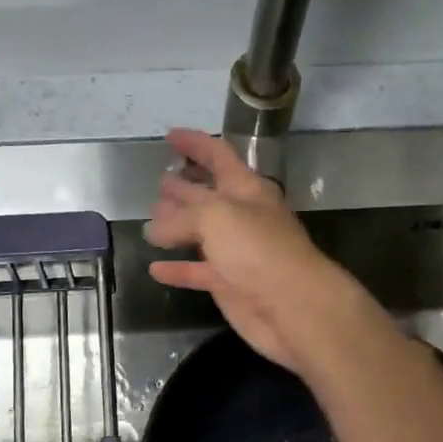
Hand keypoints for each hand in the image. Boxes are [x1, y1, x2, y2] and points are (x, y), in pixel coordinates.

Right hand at [145, 129, 375, 372]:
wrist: (292, 306)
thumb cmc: (258, 250)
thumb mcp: (216, 216)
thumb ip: (181, 217)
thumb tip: (154, 228)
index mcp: (247, 190)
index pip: (219, 156)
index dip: (195, 143)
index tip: (169, 135)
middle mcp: (243, 217)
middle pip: (209, 196)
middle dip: (184, 186)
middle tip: (159, 182)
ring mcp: (237, 253)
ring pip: (202, 234)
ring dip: (177, 227)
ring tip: (150, 221)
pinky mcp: (230, 285)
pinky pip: (197, 272)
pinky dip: (178, 269)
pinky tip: (155, 268)